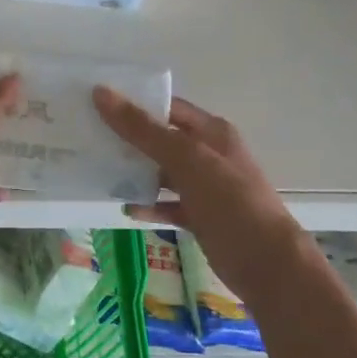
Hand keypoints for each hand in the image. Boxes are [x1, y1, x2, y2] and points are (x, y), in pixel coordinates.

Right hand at [93, 88, 311, 302]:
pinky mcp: (202, 217)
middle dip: (129, 139)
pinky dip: (150, 205)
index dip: (135, 103)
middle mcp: (209, 155)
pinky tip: (127, 208)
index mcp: (212, 132)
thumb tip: (101, 93)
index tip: (97, 104)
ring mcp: (206, 188)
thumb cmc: (230, 201)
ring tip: (99, 170)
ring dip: (136, 173)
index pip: (168, 107)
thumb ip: (142, 128)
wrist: (268, 265)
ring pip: (163, 173)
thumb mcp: (185, 159)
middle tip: (88, 137)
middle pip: (162, 140)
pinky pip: (168, 205)